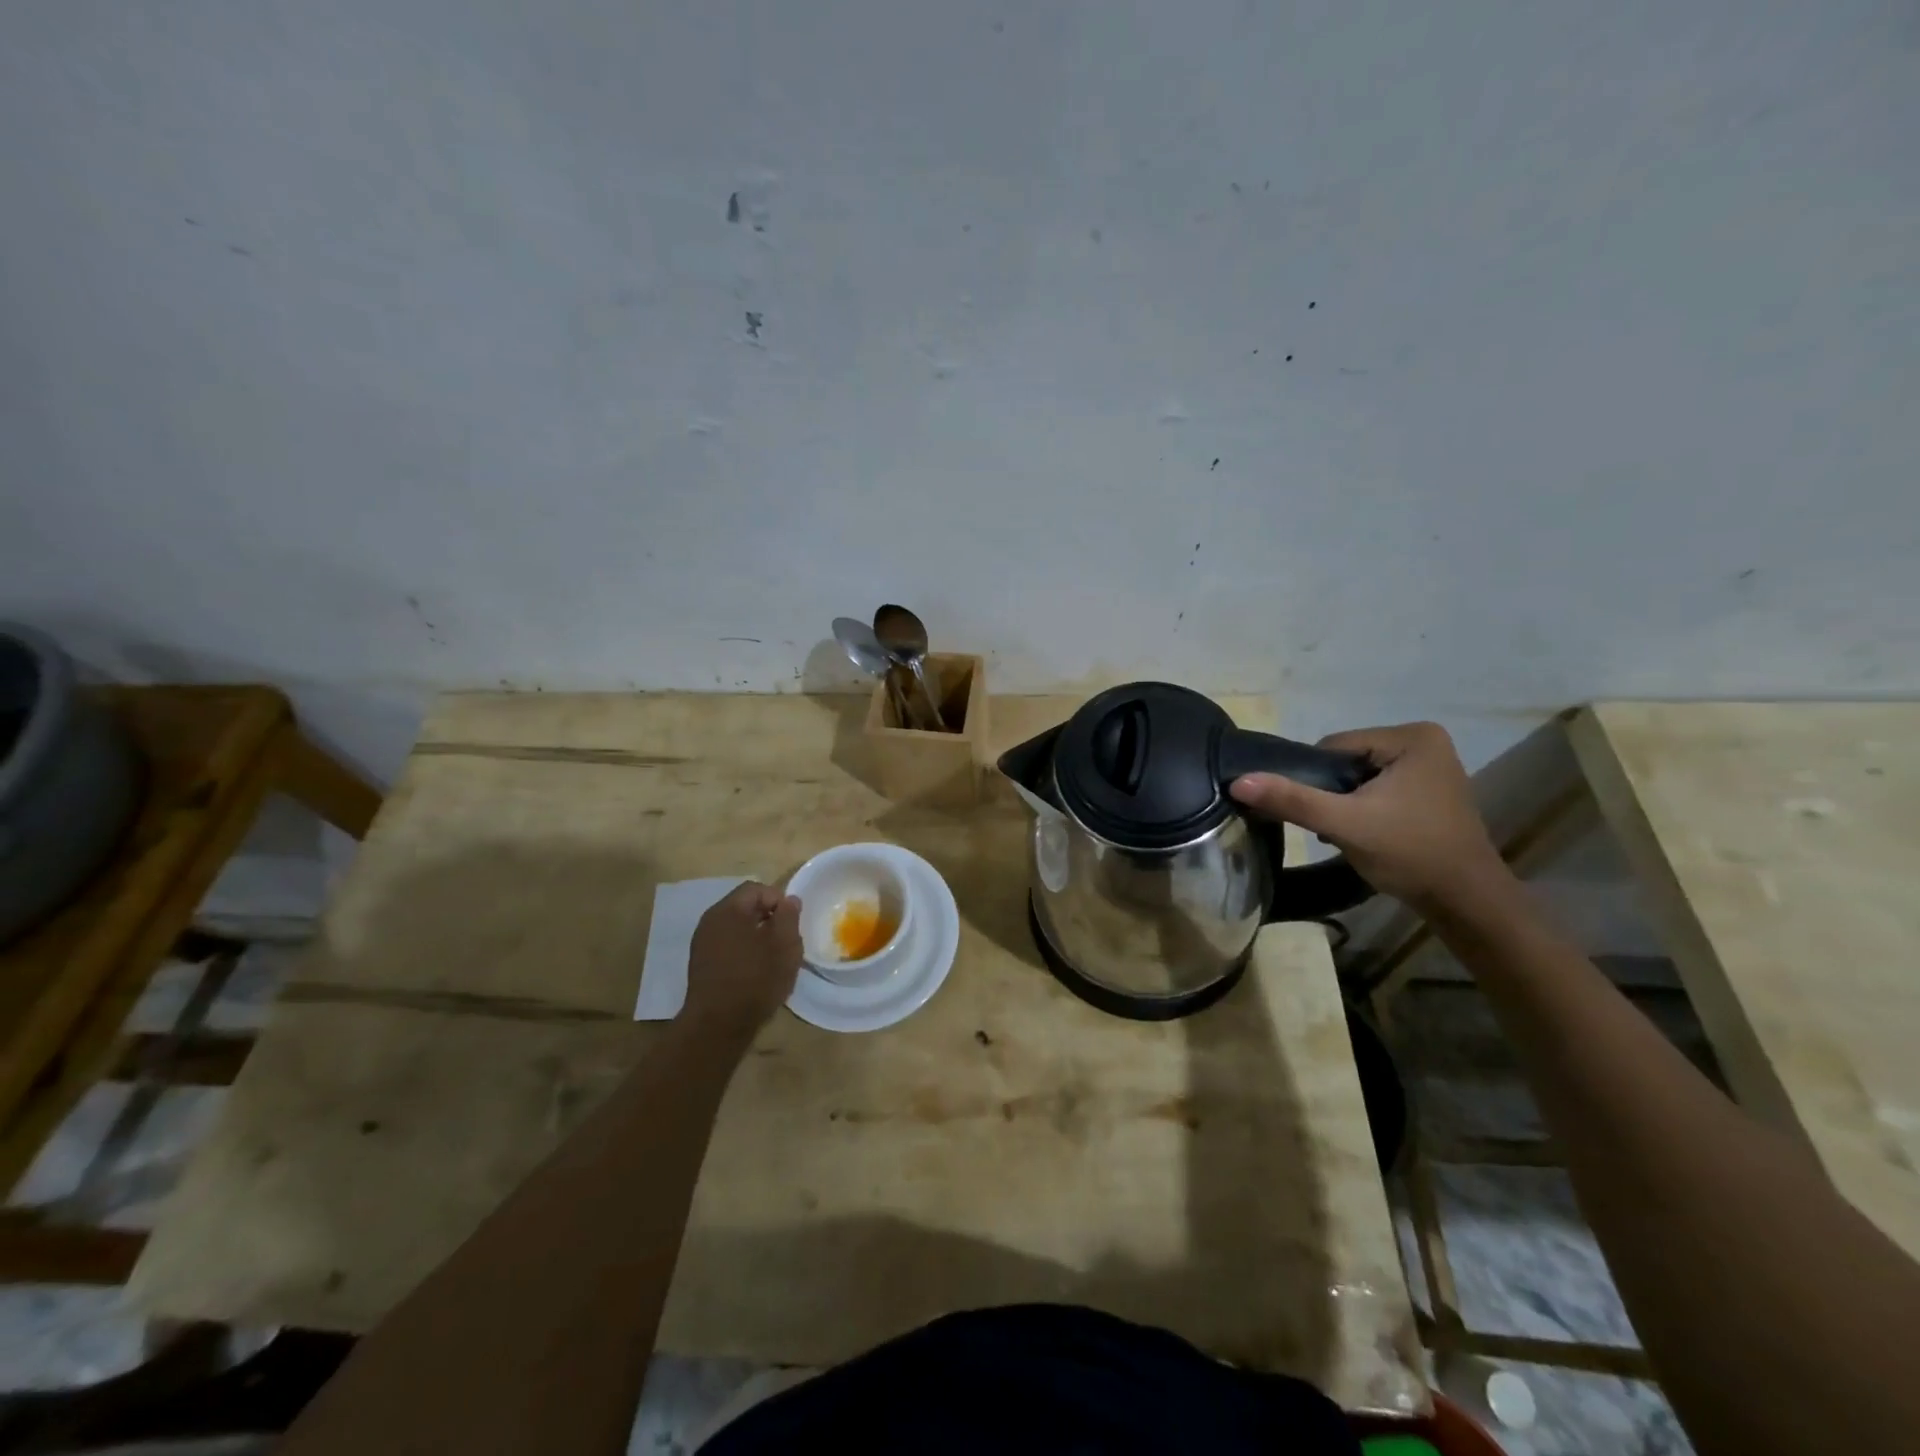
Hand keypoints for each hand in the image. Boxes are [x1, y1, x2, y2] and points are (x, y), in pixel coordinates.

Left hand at [681, 882, 802, 1038]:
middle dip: (769, 918)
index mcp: (728, 910)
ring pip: (737, 928)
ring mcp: (702, 944)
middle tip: (787, 939)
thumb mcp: (784, 944)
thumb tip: (789, 900)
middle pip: (745, 907)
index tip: (793, 922)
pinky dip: (745, 951)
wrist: (718, 1025)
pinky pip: (728, 946)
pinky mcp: (702, 965)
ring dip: (757, 936)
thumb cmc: (756, 979)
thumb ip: (789, 916)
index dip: (779, 900)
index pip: (757, 889)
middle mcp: (710, 921)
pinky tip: (756, 971)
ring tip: (774, 957)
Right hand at [1229, 721, 1507, 908]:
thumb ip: (1292, 800)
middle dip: (1333, 794)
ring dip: (1346, 804)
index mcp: (1412, 736)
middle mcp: (1425, 741)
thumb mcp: (1344, 824)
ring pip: (1359, 777)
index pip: (1334, 746)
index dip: (1317, 780)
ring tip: (1352, 834)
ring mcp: (1430, 766)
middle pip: (1347, 762)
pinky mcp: (1430, 790)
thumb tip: (1238, 781)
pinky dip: (1364, 809)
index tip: (1324, 815)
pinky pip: (1378, 789)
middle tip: (1336, 828)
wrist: (1466, 902)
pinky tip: (1368, 835)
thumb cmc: (1410, 854)